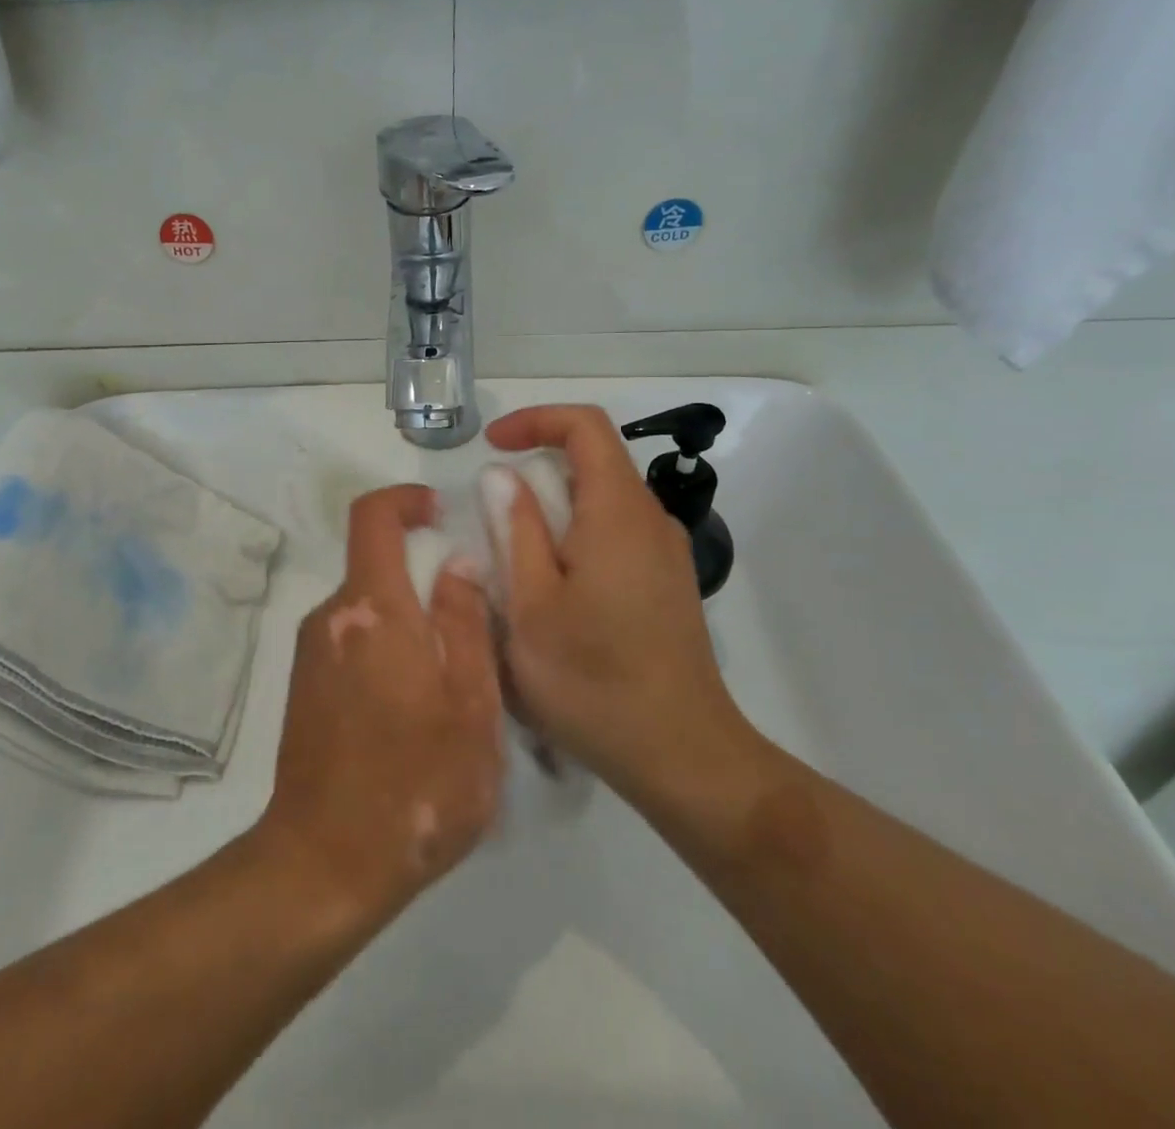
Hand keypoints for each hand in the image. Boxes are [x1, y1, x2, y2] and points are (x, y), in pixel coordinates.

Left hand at [259, 485, 504, 919]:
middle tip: (471, 622)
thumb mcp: (469, 704)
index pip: (373, 517)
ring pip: (368, 609)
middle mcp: (331, 617)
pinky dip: (385, 648)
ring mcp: (311, 653)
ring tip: (450, 680)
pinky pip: (351, 640)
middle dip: (422, 576)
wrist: (324, 863)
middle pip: (375, 565)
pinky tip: (413, 709)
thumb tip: (456, 562)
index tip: (439, 511)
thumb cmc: (416, 783)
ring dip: (408, 621)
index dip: (405, 499)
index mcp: (373, 609)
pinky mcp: (304, 686)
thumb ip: (465, 622)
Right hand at [486, 405, 761, 805]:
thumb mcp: (531, 605)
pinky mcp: (669, 583)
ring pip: (604, 500)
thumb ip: (516, 530)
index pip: (585, 426)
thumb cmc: (593, 679)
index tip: (491, 446)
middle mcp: (651, 520)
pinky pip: (617, 533)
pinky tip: (556, 591)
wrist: (683, 756)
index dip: (536, 420)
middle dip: (537, 471)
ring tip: (516, 561)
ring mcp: (666, 553)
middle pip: (595, 461)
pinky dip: (577, 536)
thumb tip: (502, 475)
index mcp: (618, 512)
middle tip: (492, 517)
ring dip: (555, 509)